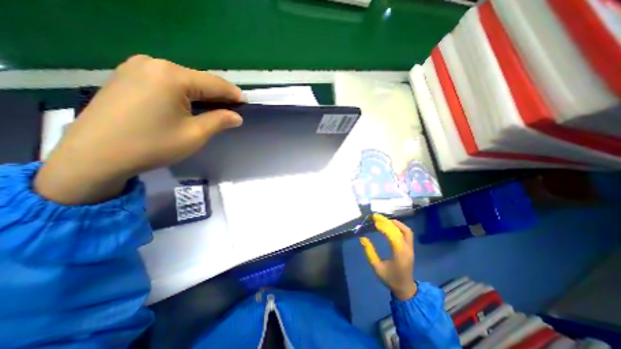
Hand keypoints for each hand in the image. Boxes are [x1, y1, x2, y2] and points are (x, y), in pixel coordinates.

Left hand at [33, 55, 242, 203]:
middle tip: (232, 110)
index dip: (233, 94)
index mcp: (172, 76)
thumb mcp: (195, 134)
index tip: (246, 104)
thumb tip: (237, 116)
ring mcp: (137, 67)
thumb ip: (219, 121)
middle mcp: (154, 63)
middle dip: (218, 95)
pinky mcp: (127, 76)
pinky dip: (184, 93)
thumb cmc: (152, 145)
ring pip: (184, 80)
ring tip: (214, 110)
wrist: (95, 156)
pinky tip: (189, 106)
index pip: (215, 83)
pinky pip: (167, 82)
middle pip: (199, 80)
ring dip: (201, 95)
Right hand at [360, 215, 416, 300]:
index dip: (384, 227)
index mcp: (399, 254)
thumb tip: (362, 238)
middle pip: (398, 230)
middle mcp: (407, 249)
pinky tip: (390, 225)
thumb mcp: (376, 268)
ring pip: (405, 230)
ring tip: (383, 219)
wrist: (405, 288)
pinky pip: (407, 233)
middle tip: (375, 216)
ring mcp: (410, 248)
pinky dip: (398, 226)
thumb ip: (369, 253)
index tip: (374, 222)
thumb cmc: (389, 278)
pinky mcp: (410, 247)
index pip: (393, 236)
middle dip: (386, 222)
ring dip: (394, 223)